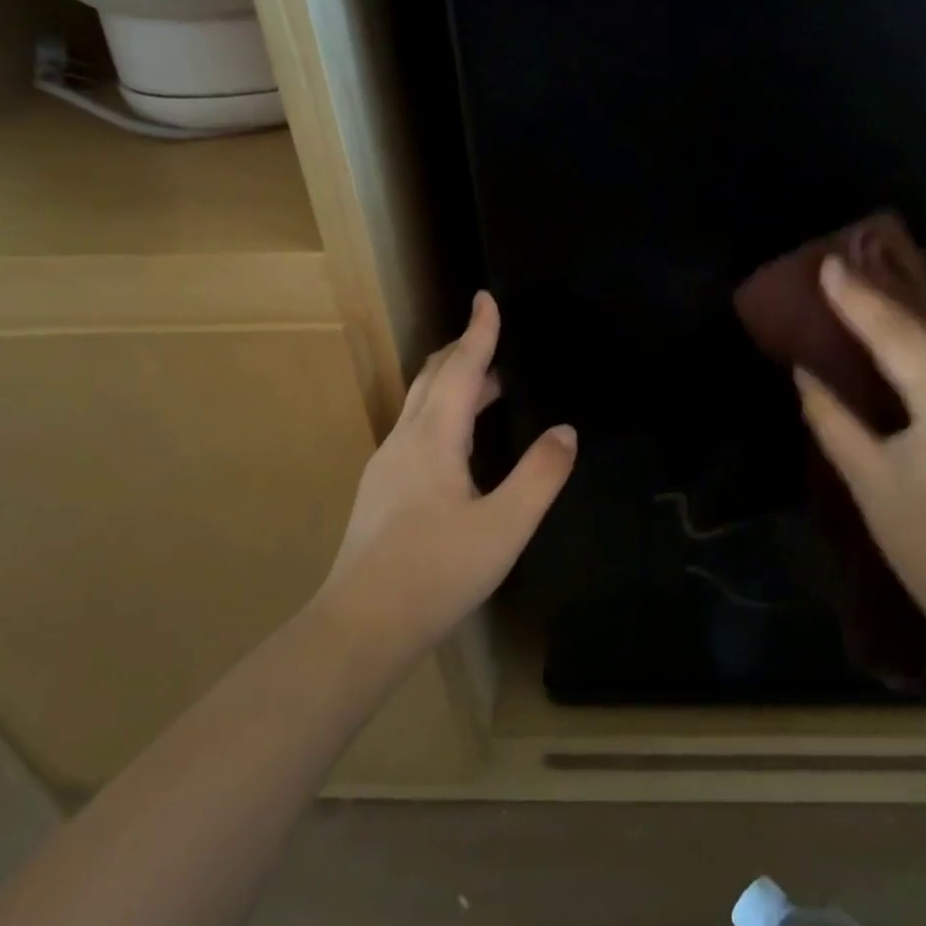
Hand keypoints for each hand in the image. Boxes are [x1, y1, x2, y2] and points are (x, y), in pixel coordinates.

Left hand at [314, 292, 575, 673]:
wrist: (360, 627)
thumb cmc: (437, 572)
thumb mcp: (505, 526)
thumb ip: (540, 475)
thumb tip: (565, 432)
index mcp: (433, 439)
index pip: (460, 369)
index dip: (478, 332)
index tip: (486, 298)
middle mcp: (404, 441)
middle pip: (431, 379)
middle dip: (463, 352)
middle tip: (493, 338)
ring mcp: (386, 467)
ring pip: (421, 406)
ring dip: (454, 385)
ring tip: (490, 388)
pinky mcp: (382, 492)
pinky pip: (416, 432)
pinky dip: (444, 415)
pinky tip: (460, 446)